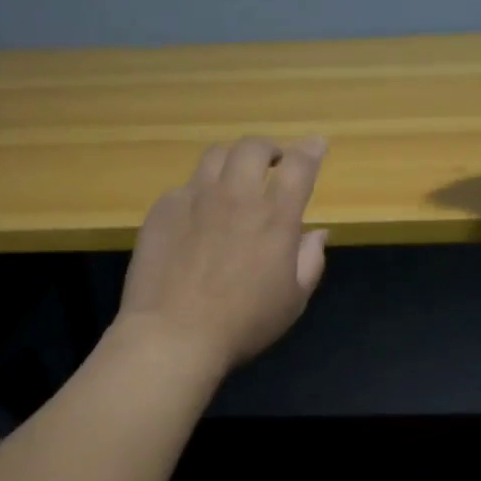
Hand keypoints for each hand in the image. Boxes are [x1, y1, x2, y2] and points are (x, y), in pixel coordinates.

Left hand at [116, 136, 329, 375]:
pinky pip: (186, 185)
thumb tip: (318, 233)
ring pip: (215, 156)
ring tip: (235, 177)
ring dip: (233, 160)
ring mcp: (195, 198)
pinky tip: (199, 213)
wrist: (173, 334)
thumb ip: (310, 261)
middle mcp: (236, 196)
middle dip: (269, 148)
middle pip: (253, 147)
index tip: (316, 145)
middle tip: (274, 162)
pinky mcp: (163, 209)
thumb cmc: (243, 323)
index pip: (299, 166)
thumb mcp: (293, 300)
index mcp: (275, 217)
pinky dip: (200, 190)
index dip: (311, 150)